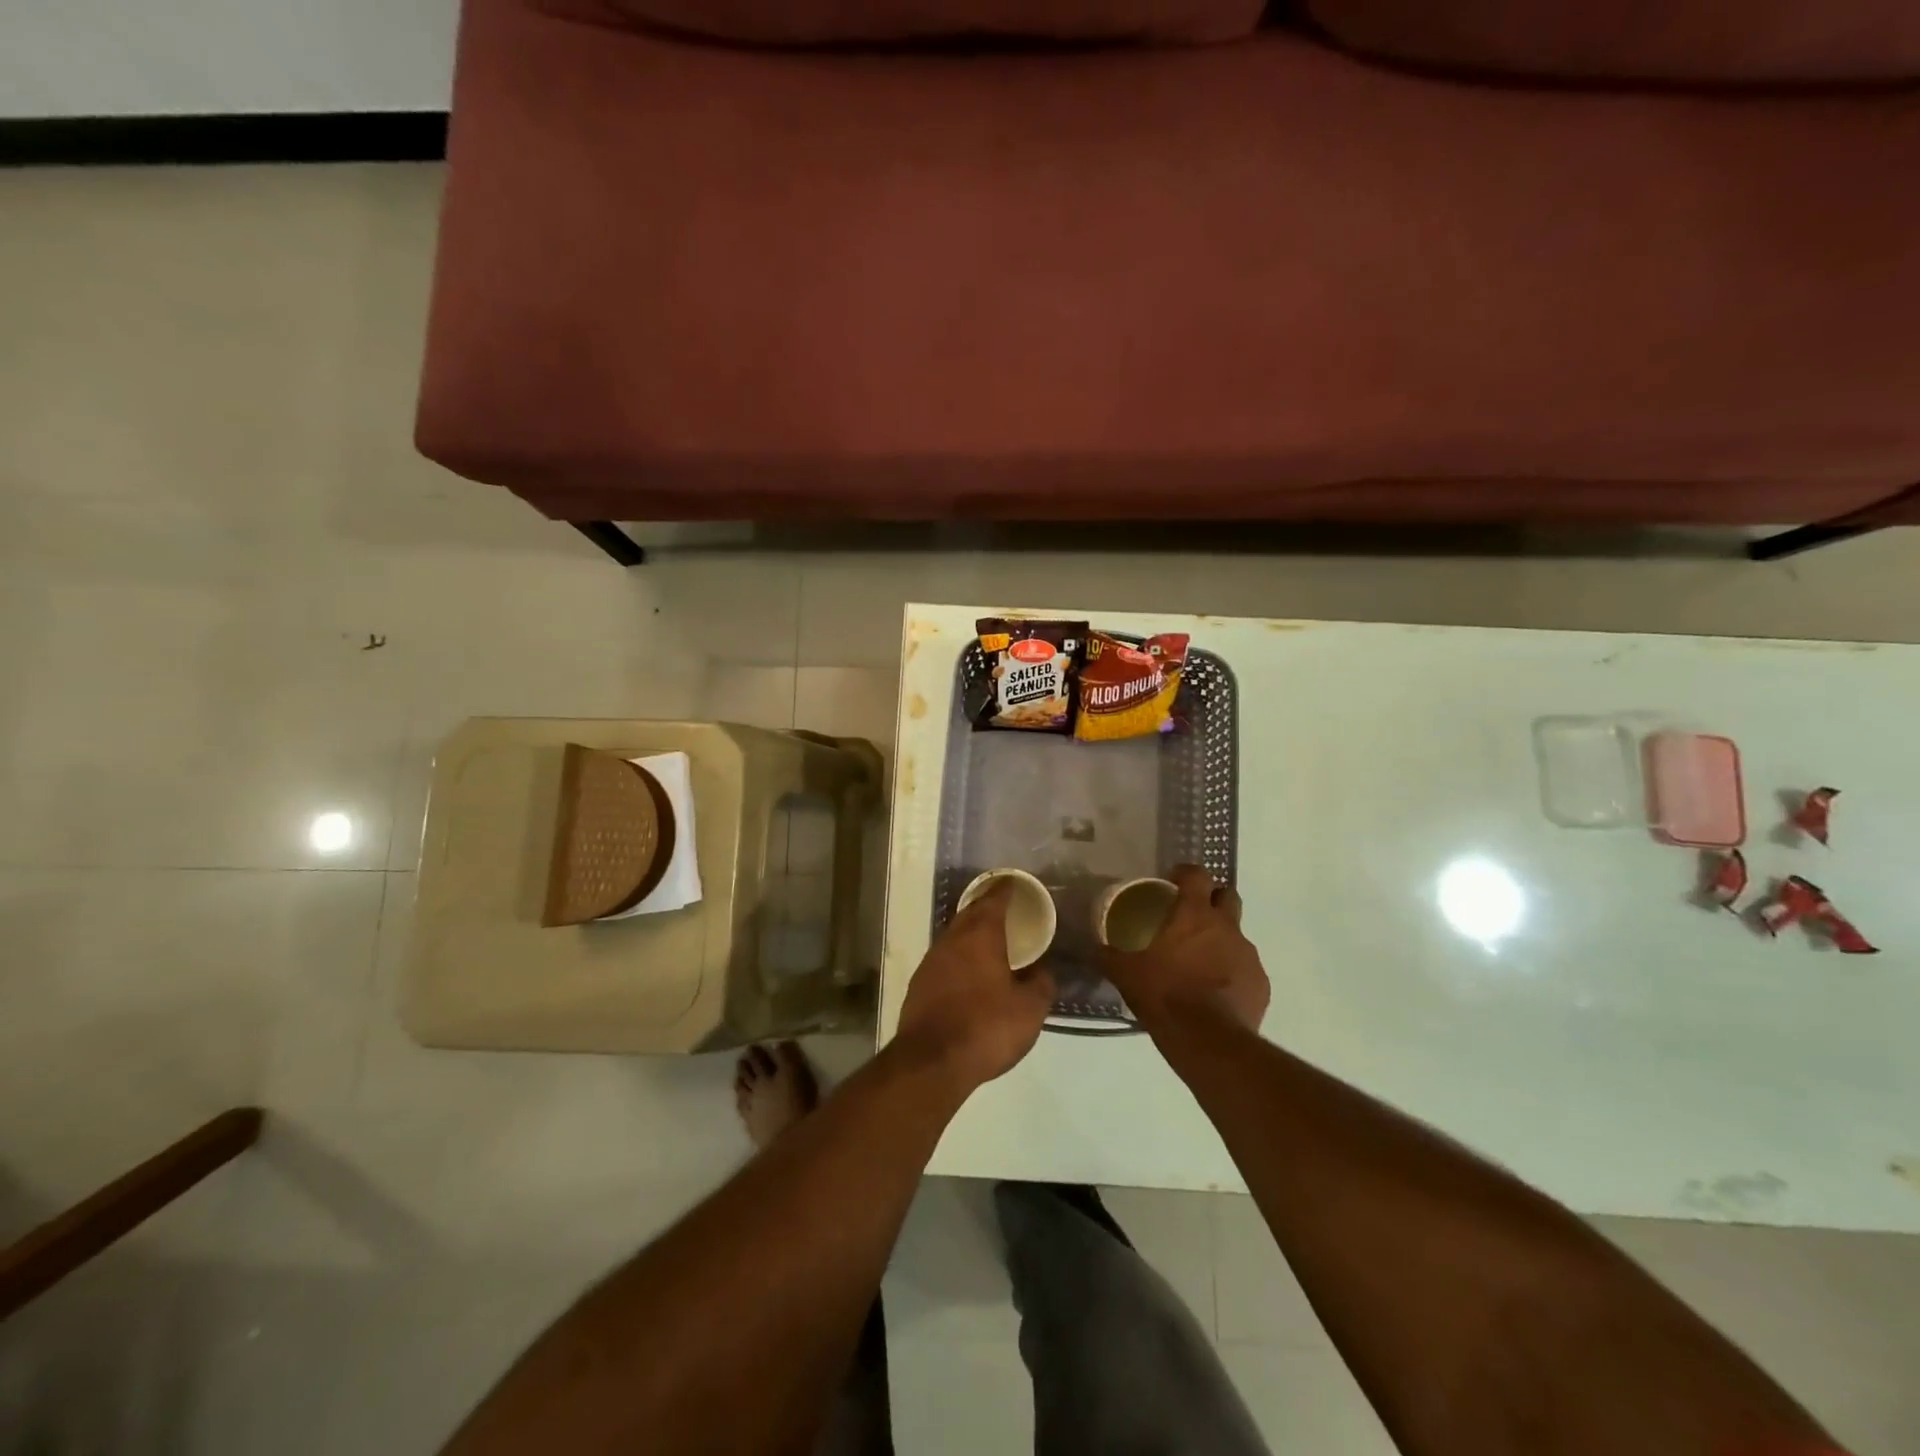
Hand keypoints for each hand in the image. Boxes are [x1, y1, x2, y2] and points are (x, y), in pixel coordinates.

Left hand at [894, 882, 1055, 1090]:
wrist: (931, 1061)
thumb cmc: (986, 1027)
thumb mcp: (1029, 1010)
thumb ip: (1040, 984)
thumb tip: (1042, 971)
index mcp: (981, 936)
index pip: (993, 901)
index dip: (1004, 890)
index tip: (1012, 883)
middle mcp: (952, 940)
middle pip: (969, 913)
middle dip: (985, 906)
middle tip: (1002, 906)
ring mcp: (931, 961)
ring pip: (954, 935)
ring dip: (970, 931)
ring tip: (988, 938)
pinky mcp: (919, 984)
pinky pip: (944, 958)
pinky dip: (958, 956)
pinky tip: (967, 970)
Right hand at [1102, 865, 1268, 1035]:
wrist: (1209, 1041)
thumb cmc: (1165, 995)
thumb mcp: (1126, 974)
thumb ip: (1109, 956)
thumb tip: (1095, 948)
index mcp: (1194, 915)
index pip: (1197, 875)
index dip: (1186, 873)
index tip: (1173, 880)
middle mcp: (1227, 927)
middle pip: (1228, 896)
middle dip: (1213, 899)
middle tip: (1191, 915)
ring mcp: (1248, 956)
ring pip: (1237, 935)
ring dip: (1221, 940)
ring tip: (1200, 962)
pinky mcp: (1261, 985)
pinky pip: (1245, 969)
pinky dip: (1232, 973)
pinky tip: (1215, 992)